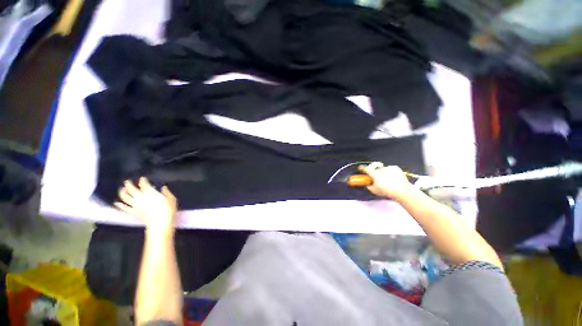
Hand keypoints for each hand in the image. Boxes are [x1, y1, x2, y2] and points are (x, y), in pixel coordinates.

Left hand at [115, 177, 177, 235]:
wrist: (160, 223)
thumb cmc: (169, 210)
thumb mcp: (172, 199)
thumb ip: (167, 192)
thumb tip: (163, 187)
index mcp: (151, 193)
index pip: (144, 184)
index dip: (142, 180)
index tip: (143, 178)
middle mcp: (141, 197)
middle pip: (131, 189)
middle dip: (128, 184)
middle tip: (127, 181)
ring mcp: (136, 205)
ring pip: (125, 197)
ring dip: (122, 192)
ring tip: (122, 189)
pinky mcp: (133, 212)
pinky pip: (124, 208)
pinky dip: (119, 205)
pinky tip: (116, 203)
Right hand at [359, 163, 412, 200]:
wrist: (401, 190)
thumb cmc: (387, 191)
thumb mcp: (374, 191)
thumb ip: (369, 186)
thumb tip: (368, 184)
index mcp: (374, 174)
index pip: (366, 169)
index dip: (362, 168)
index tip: (360, 168)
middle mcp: (380, 169)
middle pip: (375, 169)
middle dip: (374, 172)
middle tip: (377, 178)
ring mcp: (388, 168)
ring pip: (383, 169)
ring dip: (383, 173)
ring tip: (387, 180)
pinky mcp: (395, 168)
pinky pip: (390, 169)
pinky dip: (390, 172)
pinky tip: (393, 178)